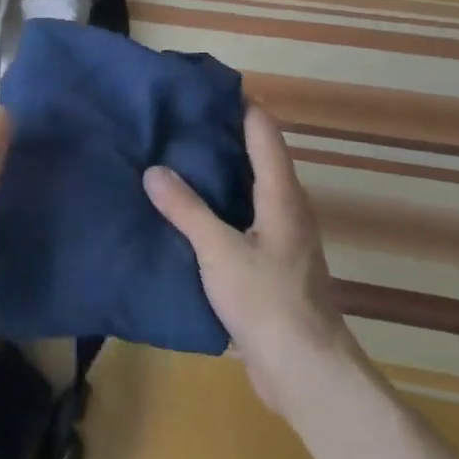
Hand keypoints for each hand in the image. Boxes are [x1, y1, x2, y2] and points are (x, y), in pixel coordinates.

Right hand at [143, 104, 352, 412]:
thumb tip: (154, 170)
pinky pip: (243, 220)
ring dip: (220, 174)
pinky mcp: (272, 266)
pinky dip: (219, 207)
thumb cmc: (266, 301)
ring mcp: (282, 239)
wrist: (304, 370)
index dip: (241, 106)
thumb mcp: (218, 251)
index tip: (206, 88)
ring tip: (177, 160)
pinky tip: (189, 214)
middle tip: (179, 121)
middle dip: (224, 137)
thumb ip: (186, 209)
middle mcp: (287, 210)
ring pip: (250, 191)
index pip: (264, 134)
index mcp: (281, 196)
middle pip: (259, 158)